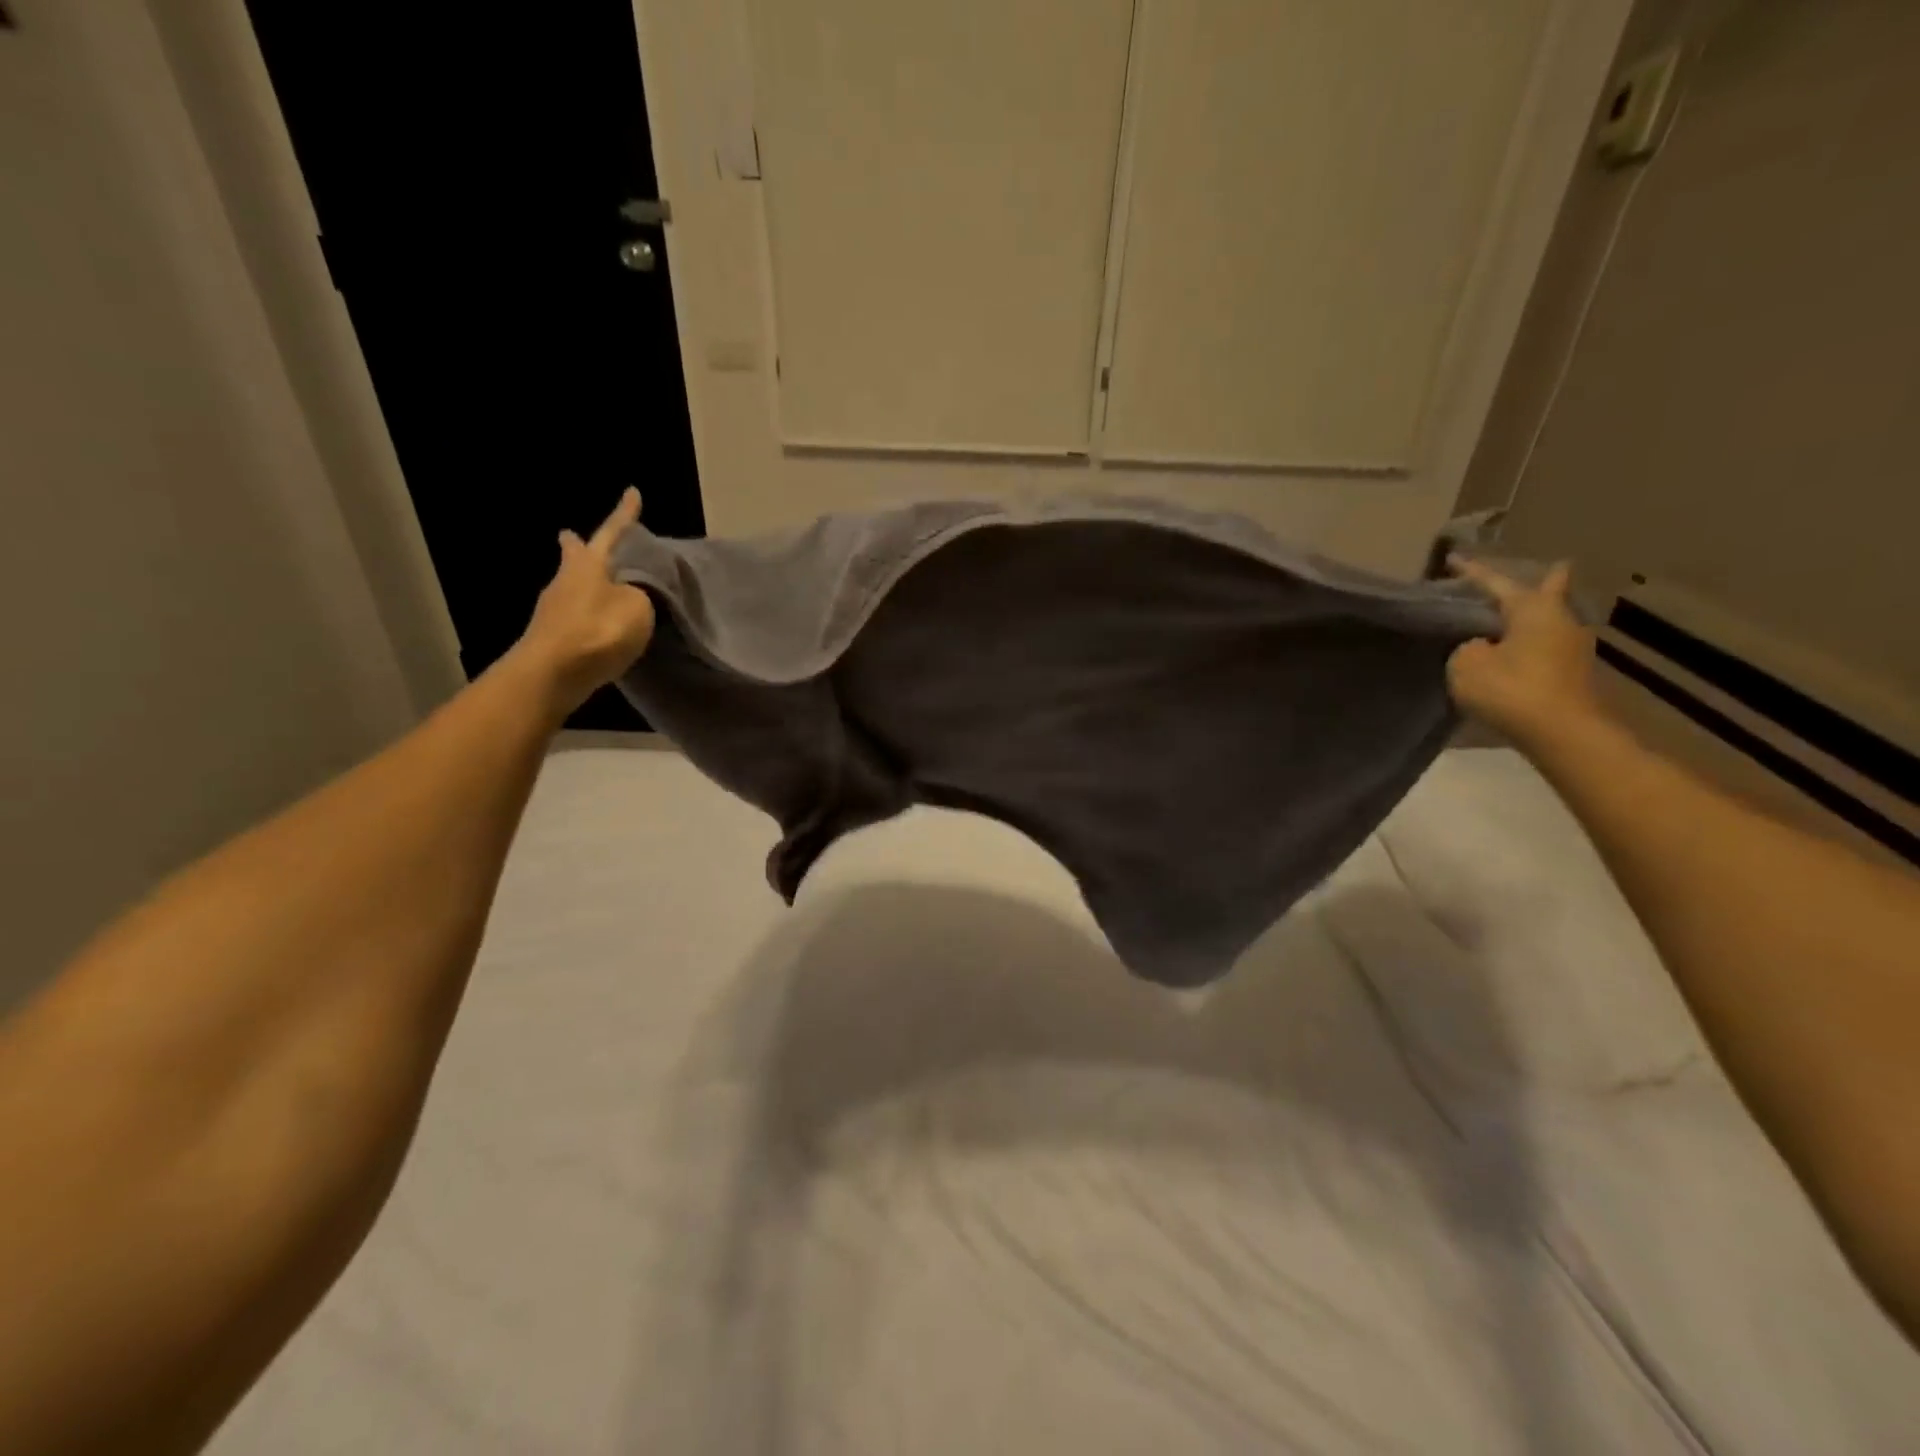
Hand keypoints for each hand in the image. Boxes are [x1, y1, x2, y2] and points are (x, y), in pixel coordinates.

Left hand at [518, 488, 655, 715]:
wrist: (551, 674)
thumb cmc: (598, 631)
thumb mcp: (637, 608)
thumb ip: (640, 595)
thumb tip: (632, 594)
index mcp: (589, 565)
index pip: (612, 532)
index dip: (625, 515)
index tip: (632, 492)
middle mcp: (567, 580)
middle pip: (576, 557)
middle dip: (578, 546)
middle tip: (573, 536)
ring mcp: (555, 609)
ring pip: (573, 586)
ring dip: (584, 582)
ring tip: (600, 583)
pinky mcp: (552, 636)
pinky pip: (575, 615)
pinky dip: (587, 611)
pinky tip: (596, 621)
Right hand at [1446, 556, 1602, 750]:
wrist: (1562, 733)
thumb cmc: (1511, 689)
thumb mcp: (1466, 664)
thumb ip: (1467, 647)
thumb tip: (1482, 646)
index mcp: (1532, 609)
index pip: (1496, 583)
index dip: (1472, 572)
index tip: (1454, 559)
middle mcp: (1560, 620)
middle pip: (1549, 593)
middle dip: (1545, 581)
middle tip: (1547, 569)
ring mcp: (1572, 648)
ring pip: (1549, 622)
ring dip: (1532, 619)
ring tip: (1512, 619)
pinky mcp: (1573, 674)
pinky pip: (1546, 648)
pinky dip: (1530, 645)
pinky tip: (1516, 653)